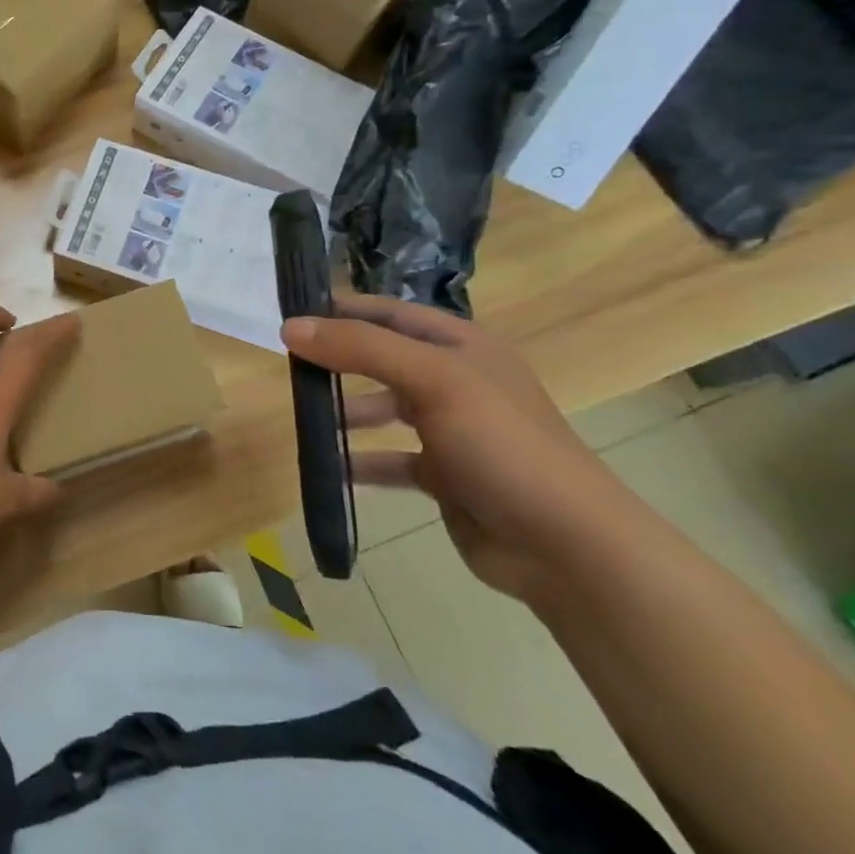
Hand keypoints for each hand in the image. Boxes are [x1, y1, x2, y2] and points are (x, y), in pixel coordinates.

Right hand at [281, 295, 646, 603]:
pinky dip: (361, 461)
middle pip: (383, 359)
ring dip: (346, 413)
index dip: (344, 309)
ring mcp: (452, 429)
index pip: (390, 313)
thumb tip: (290, 326)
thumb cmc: (500, 443)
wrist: (565, 543)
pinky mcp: (445, 475)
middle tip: (289, 367)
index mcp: (461, 346)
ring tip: (304, 418)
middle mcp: (456, 381)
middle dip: (338, 361)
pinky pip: (391, 459)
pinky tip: (329, 468)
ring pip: (384, 409)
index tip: (291, 315)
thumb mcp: (432, 380)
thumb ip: (361, 349)